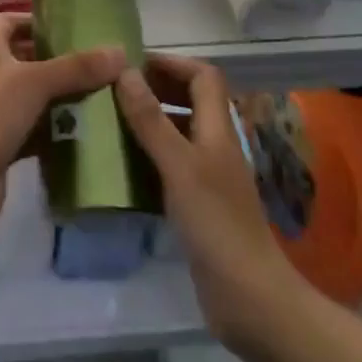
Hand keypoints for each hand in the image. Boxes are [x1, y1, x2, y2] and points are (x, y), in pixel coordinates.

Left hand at [0, 12, 123, 238]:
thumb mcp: (34, 83)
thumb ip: (76, 67)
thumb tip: (120, 50)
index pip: (12, 20)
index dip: (39, 20)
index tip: (76, 27)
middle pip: (29, 58)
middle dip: (62, 61)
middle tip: (104, 64)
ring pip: (37, 97)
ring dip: (65, 98)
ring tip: (108, 95)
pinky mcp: (5, 144)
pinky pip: (38, 130)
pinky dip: (59, 131)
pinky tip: (92, 133)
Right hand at [116, 55, 306, 349]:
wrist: (249, 299)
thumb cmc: (216, 223)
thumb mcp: (179, 165)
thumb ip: (151, 119)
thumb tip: (125, 71)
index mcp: (218, 129)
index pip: (203, 76)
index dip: (172, 63)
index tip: (133, 64)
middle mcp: (216, 146)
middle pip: (191, 100)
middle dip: (156, 89)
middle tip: (115, 91)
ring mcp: (209, 177)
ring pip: (179, 133)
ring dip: (150, 122)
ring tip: (111, 122)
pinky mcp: (200, 205)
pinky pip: (171, 166)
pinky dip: (149, 157)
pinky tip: (123, 167)